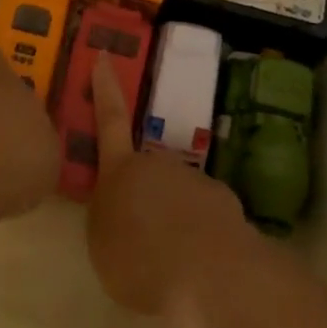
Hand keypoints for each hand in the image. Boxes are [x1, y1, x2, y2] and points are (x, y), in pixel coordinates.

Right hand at [86, 52, 250, 319]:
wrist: (207, 271)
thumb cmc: (139, 259)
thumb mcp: (103, 243)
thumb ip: (109, 217)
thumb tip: (123, 208)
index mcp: (121, 169)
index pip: (110, 119)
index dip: (105, 88)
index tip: (105, 56)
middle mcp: (158, 163)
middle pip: (146, 172)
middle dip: (143, 195)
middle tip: (140, 237)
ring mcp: (193, 179)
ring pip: (176, 195)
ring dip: (172, 219)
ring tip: (170, 262)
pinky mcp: (223, 201)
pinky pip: (203, 216)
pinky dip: (199, 235)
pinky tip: (200, 265)